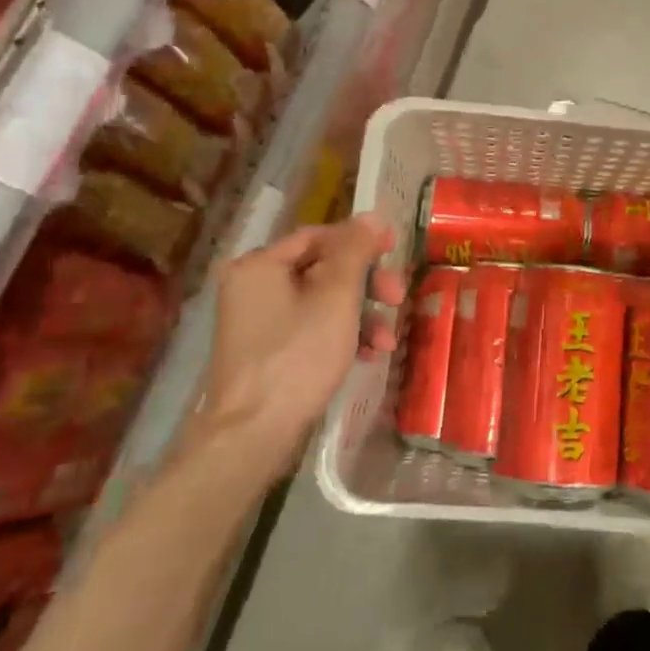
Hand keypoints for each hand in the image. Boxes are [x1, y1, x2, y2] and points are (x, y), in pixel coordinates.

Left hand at [195, 214, 405, 473]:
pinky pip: (310, 328)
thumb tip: (371, 216)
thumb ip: (355, 252)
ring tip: (387, 341)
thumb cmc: (297, 356)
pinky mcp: (266, 353)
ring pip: (320, 302)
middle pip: (321, 269)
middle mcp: (252, 287)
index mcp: (259, 265)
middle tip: (397, 297)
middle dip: (366, 284)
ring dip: (360, 315)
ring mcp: (257, 322)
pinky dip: (340, 335)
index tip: (395, 249)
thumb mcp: (336, 297)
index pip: (317, 236)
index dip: (359, 239)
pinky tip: (368, 355)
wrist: (254, 435)